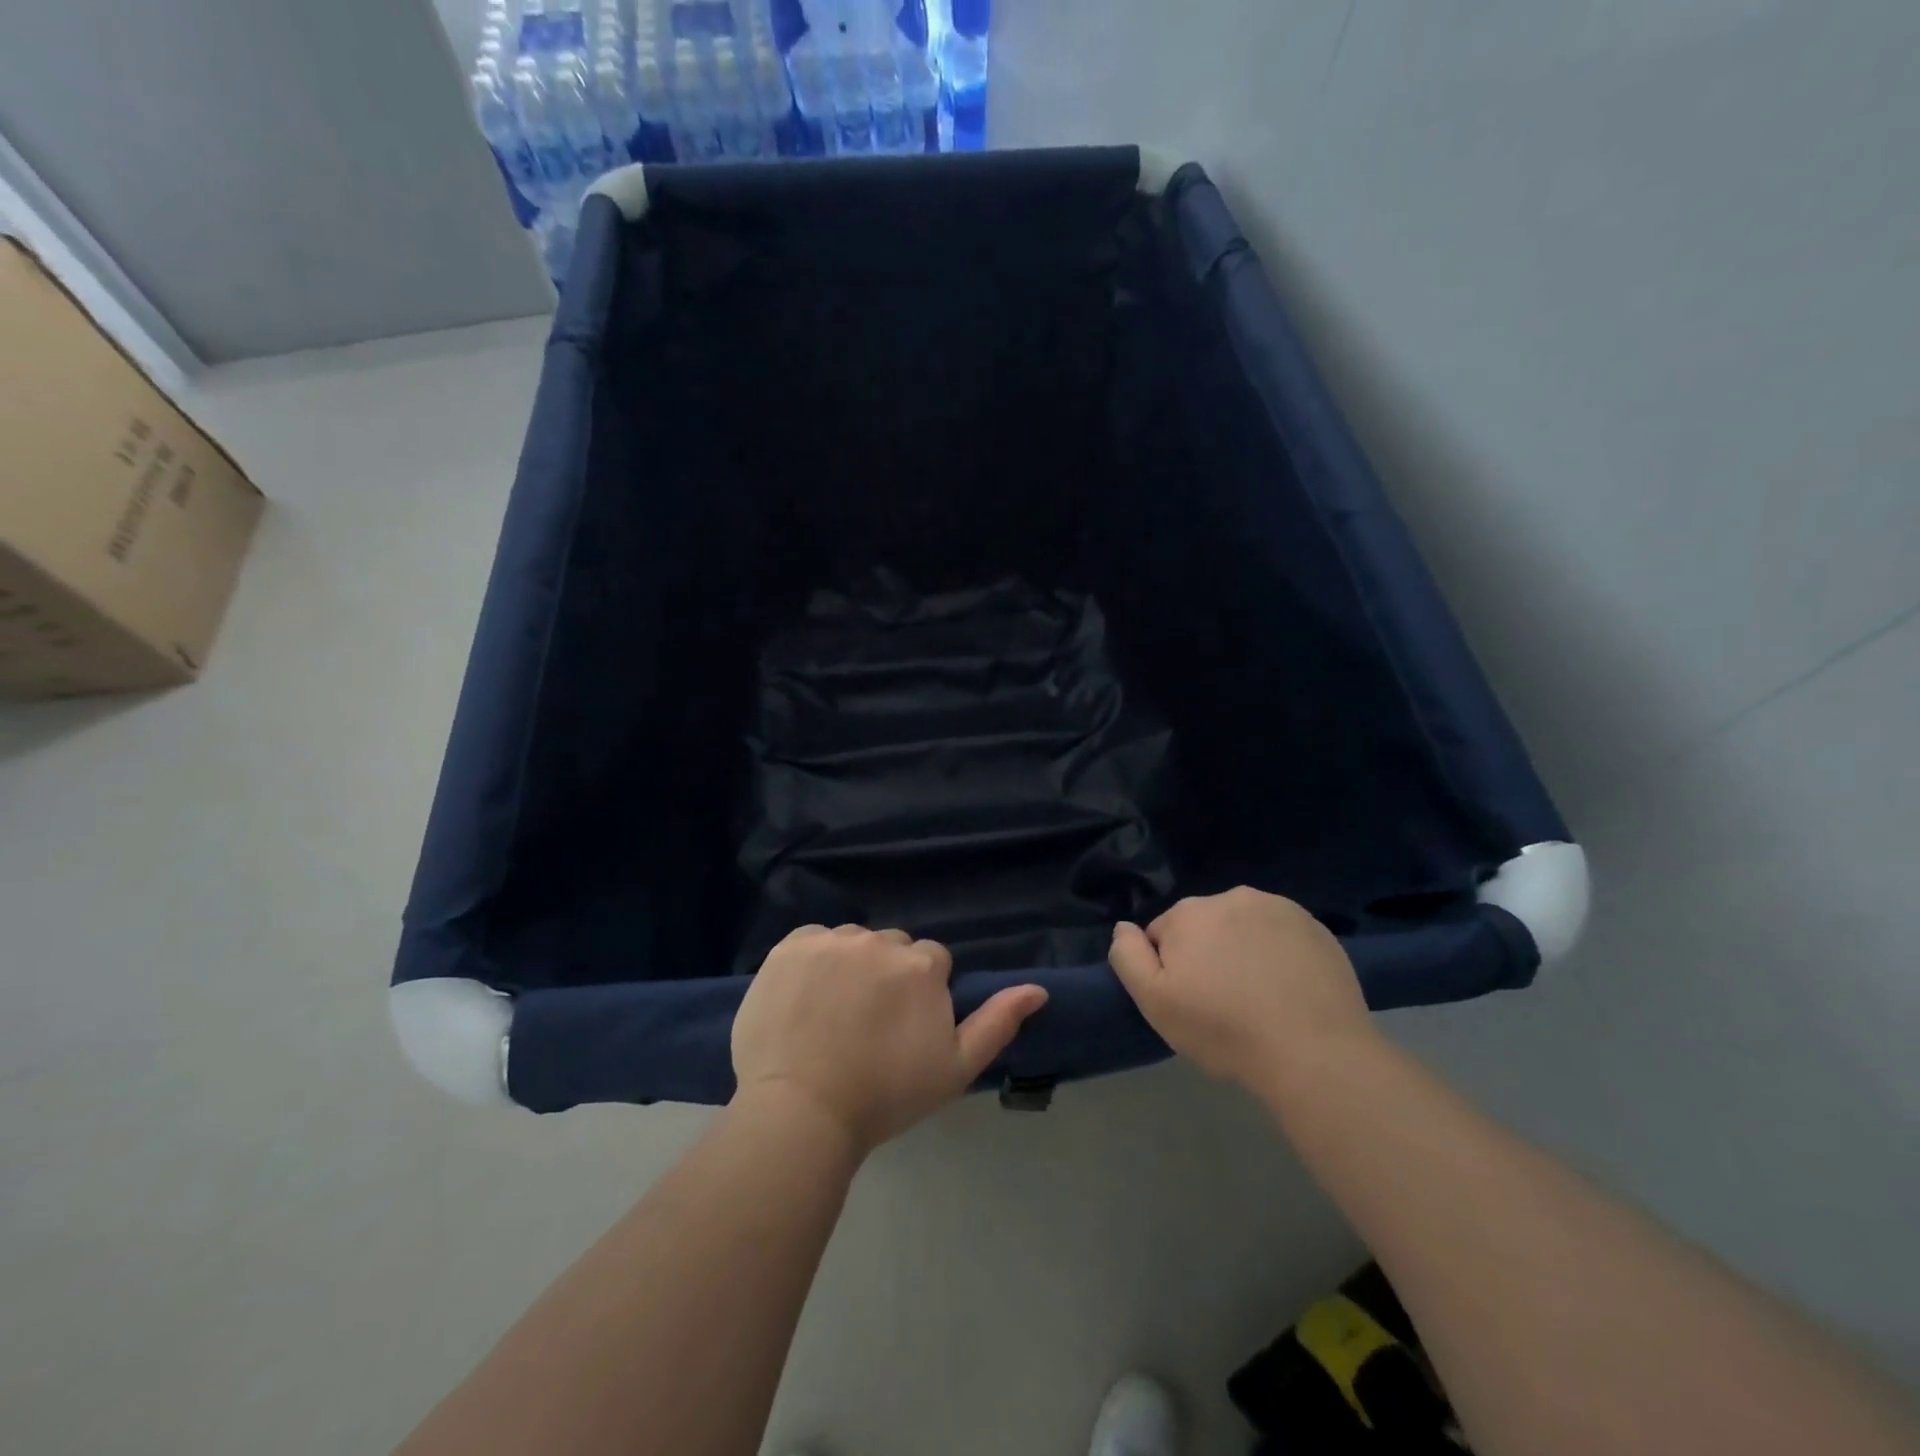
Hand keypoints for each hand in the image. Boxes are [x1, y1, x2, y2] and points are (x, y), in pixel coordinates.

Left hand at [732, 925, 1048, 1155]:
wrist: (802, 1111)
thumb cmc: (886, 1095)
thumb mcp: (955, 1068)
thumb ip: (998, 1023)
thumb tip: (1038, 989)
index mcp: (922, 964)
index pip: (932, 961)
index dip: (921, 995)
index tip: (903, 1029)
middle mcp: (879, 940)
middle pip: (892, 947)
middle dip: (888, 974)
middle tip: (868, 1023)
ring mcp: (831, 940)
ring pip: (853, 941)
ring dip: (850, 964)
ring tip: (833, 1012)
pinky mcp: (790, 946)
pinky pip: (813, 938)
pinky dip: (813, 959)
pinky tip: (804, 996)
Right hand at [1108, 887, 1375, 1089]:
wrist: (1313, 1052)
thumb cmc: (1223, 1029)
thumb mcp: (1154, 1002)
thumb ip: (1128, 957)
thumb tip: (1123, 927)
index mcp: (1188, 913)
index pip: (1162, 935)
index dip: (1171, 970)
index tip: (1190, 1002)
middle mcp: (1231, 896)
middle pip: (1204, 927)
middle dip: (1207, 955)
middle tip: (1224, 1004)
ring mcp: (1279, 908)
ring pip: (1244, 928)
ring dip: (1243, 951)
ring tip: (1260, 999)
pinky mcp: (1316, 927)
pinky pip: (1282, 936)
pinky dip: (1280, 955)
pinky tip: (1290, 991)